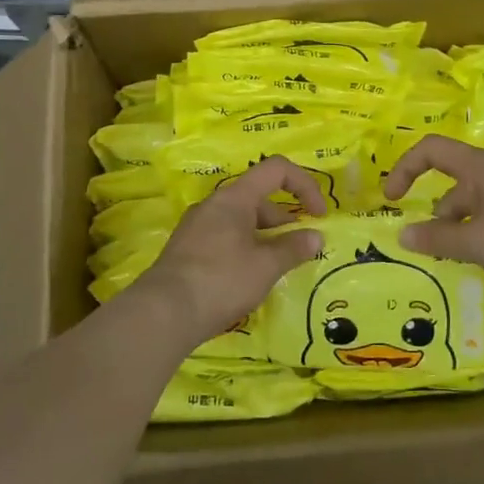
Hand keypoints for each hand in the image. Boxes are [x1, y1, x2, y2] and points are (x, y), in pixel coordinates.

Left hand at [139, 155, 326, 346]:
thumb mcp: (266, 266)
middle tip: (299, 248)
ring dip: (265, 237)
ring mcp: (196, 227)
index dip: (305, 185)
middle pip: (258, 197)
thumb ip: (294, 248)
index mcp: (234, 198)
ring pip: (240, 221)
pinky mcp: (186, 250)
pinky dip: (245, 249)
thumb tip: (316, 237)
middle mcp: (213, 205)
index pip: (276, 170)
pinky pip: (225, 238)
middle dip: (285, 219)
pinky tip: (250, 278)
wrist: (163, 313)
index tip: (319, 215)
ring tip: (278, 267)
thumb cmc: (221, 281)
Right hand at [383, 135, 483, 290]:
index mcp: (480, 167)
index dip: (405, 169)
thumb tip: (402, 234)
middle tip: (436, 245)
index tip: (391, 198)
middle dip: (439, 213)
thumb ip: (437, 238)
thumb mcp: (476, 241)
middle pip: (455, 183)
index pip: (431, 150)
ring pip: (479, 203)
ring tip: (464, 258)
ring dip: (463, 226)